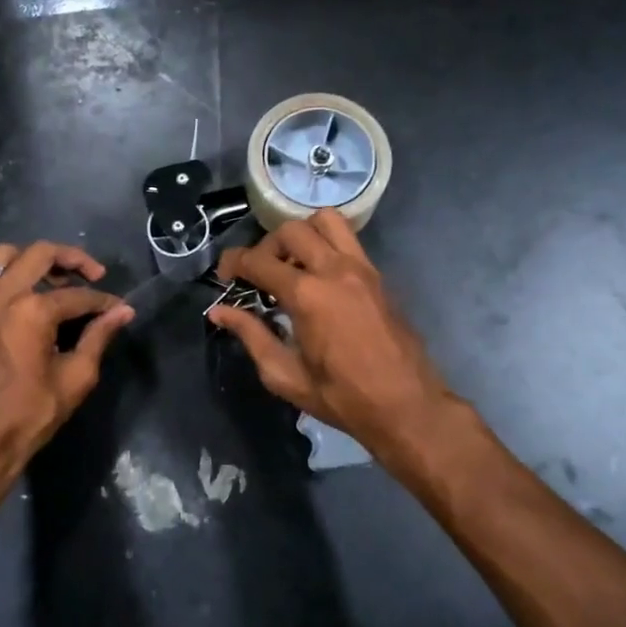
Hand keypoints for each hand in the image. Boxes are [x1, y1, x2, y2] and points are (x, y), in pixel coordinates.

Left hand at [0, 241, 133, 508]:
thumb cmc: (31, 414)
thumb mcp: (76, 378)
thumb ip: (99, 337)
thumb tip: (123, 312)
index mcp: (32, 310)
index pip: (78, 294)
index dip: (104, 302)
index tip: (119, 311)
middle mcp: (2, 296)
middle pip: (40, 254)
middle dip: (73, 259)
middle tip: (93, 275)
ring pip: (5, 256)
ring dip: (35, 260)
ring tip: (56, 281)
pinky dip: (13, 279)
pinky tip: (30, 306)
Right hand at [207, 211, 458, 462]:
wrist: (406, 405)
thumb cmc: (341, 397)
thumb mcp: (285, 375)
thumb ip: (251, 335)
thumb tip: (219, 312)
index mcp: (307, 295)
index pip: (258, 260)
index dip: (233, 263)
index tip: (224, 277)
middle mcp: (334, 269)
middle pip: (290, 230)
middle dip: (265, 247)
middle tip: (259, 276)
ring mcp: (361, 268)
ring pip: (325, 221)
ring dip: (301, 234)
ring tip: (293, 265)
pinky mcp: (378, 275)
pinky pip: (348, 239)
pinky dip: (326, 242)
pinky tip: (319, 275)